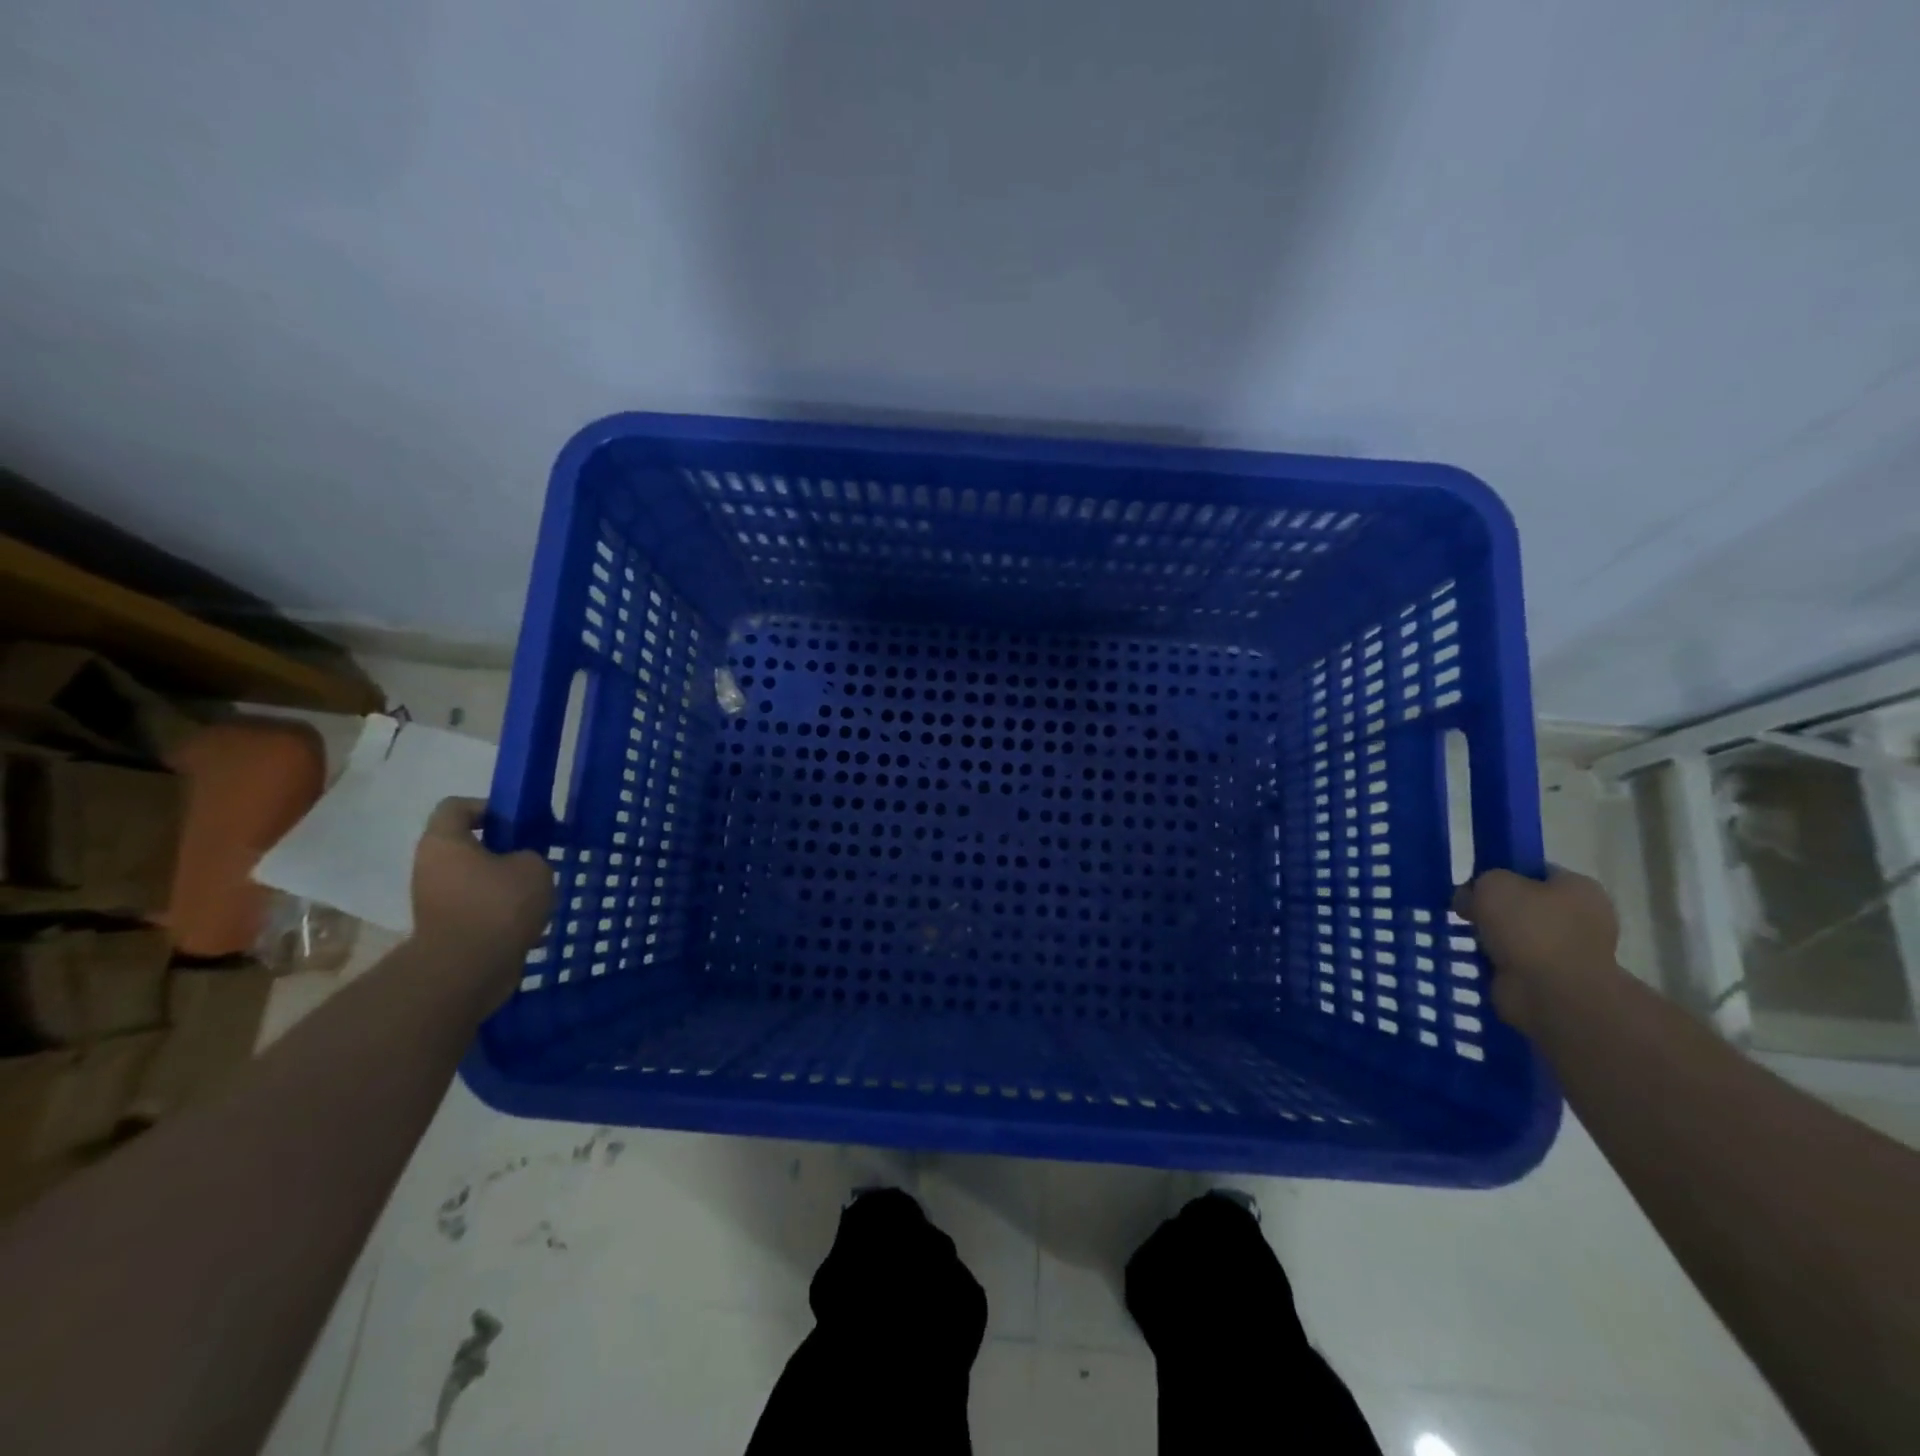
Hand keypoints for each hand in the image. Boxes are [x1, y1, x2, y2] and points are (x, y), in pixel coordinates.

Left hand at [410, 798, 553, 1007]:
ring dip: (505, 885)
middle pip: (467, 846)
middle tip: (535, 859)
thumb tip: (521, 865)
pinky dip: (501, 914)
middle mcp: (431, 868)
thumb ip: (530, 856)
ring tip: (538, 896)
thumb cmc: (498, 905)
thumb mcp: (534, 866)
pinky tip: (529, 924)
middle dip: (504, 851)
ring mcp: (434, 902)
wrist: (466, 970)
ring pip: (476, 881)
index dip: (490, 808)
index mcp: (444, 843)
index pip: (457, 806)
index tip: (520, 824)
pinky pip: (478, 911)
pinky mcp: (446, 931)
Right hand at [1453, 867, 1620, 1035]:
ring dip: (1494, 939)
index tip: (1475, 885)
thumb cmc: (1530, 928)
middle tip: (1466, 913)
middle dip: (1495, 910)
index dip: (1502, 874)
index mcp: (1578, 888)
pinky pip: (1515, 963)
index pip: (1535, 872)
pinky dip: (1496, 963)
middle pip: (1526, 905)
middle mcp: (1582, 918)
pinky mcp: (1553, 981)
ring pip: (1519, 936)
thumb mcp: (1494, 885)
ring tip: (1469, 939)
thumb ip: (1480, 882)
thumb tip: (1471, 898)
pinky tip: (1477, 960)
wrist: (1551, 993)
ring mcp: (1570, 952)